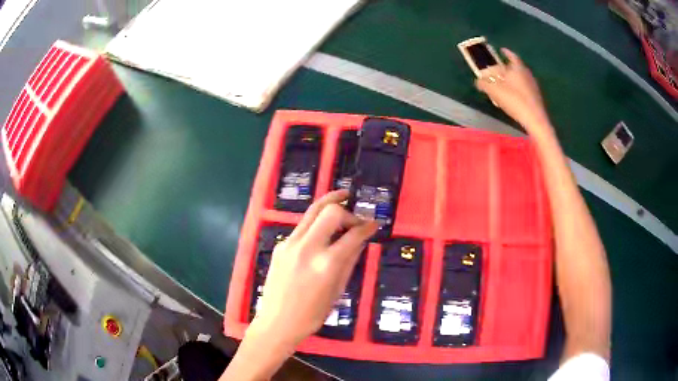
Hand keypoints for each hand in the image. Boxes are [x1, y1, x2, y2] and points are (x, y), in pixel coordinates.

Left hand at [251, 190, 377, 346]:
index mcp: (326, 264)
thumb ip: (350, 260)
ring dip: (330, 204)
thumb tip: (360, 240)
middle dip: (347, 209)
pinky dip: (316, 222)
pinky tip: (323, 230)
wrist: (277, 322)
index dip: (367, 226)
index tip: (375, 223)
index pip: (353, 234)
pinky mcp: (280, 245)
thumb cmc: (312, 314)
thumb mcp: (337, 290)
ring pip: (312, 211)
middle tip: (356, 216)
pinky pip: (302, 226)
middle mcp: (307, 248)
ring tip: (342, 197)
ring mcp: (290, 244)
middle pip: (330, 211)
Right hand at [475, 48, 552, 136]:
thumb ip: (484, 84)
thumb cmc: (514, 100)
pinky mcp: (536, 97)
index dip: (506, 52)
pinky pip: (525, 88)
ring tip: (505, 83)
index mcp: (518, 68)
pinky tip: (513, 96)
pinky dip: (519, 88)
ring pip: (521, 78)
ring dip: (514, 78)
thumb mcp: (494, 91)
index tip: (501, 50)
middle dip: (508, 67)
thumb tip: (478, 81)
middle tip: (500, 69)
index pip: (512, 56)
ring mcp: (533, 85)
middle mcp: (527, 74)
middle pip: (517, 67)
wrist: (534, 119)